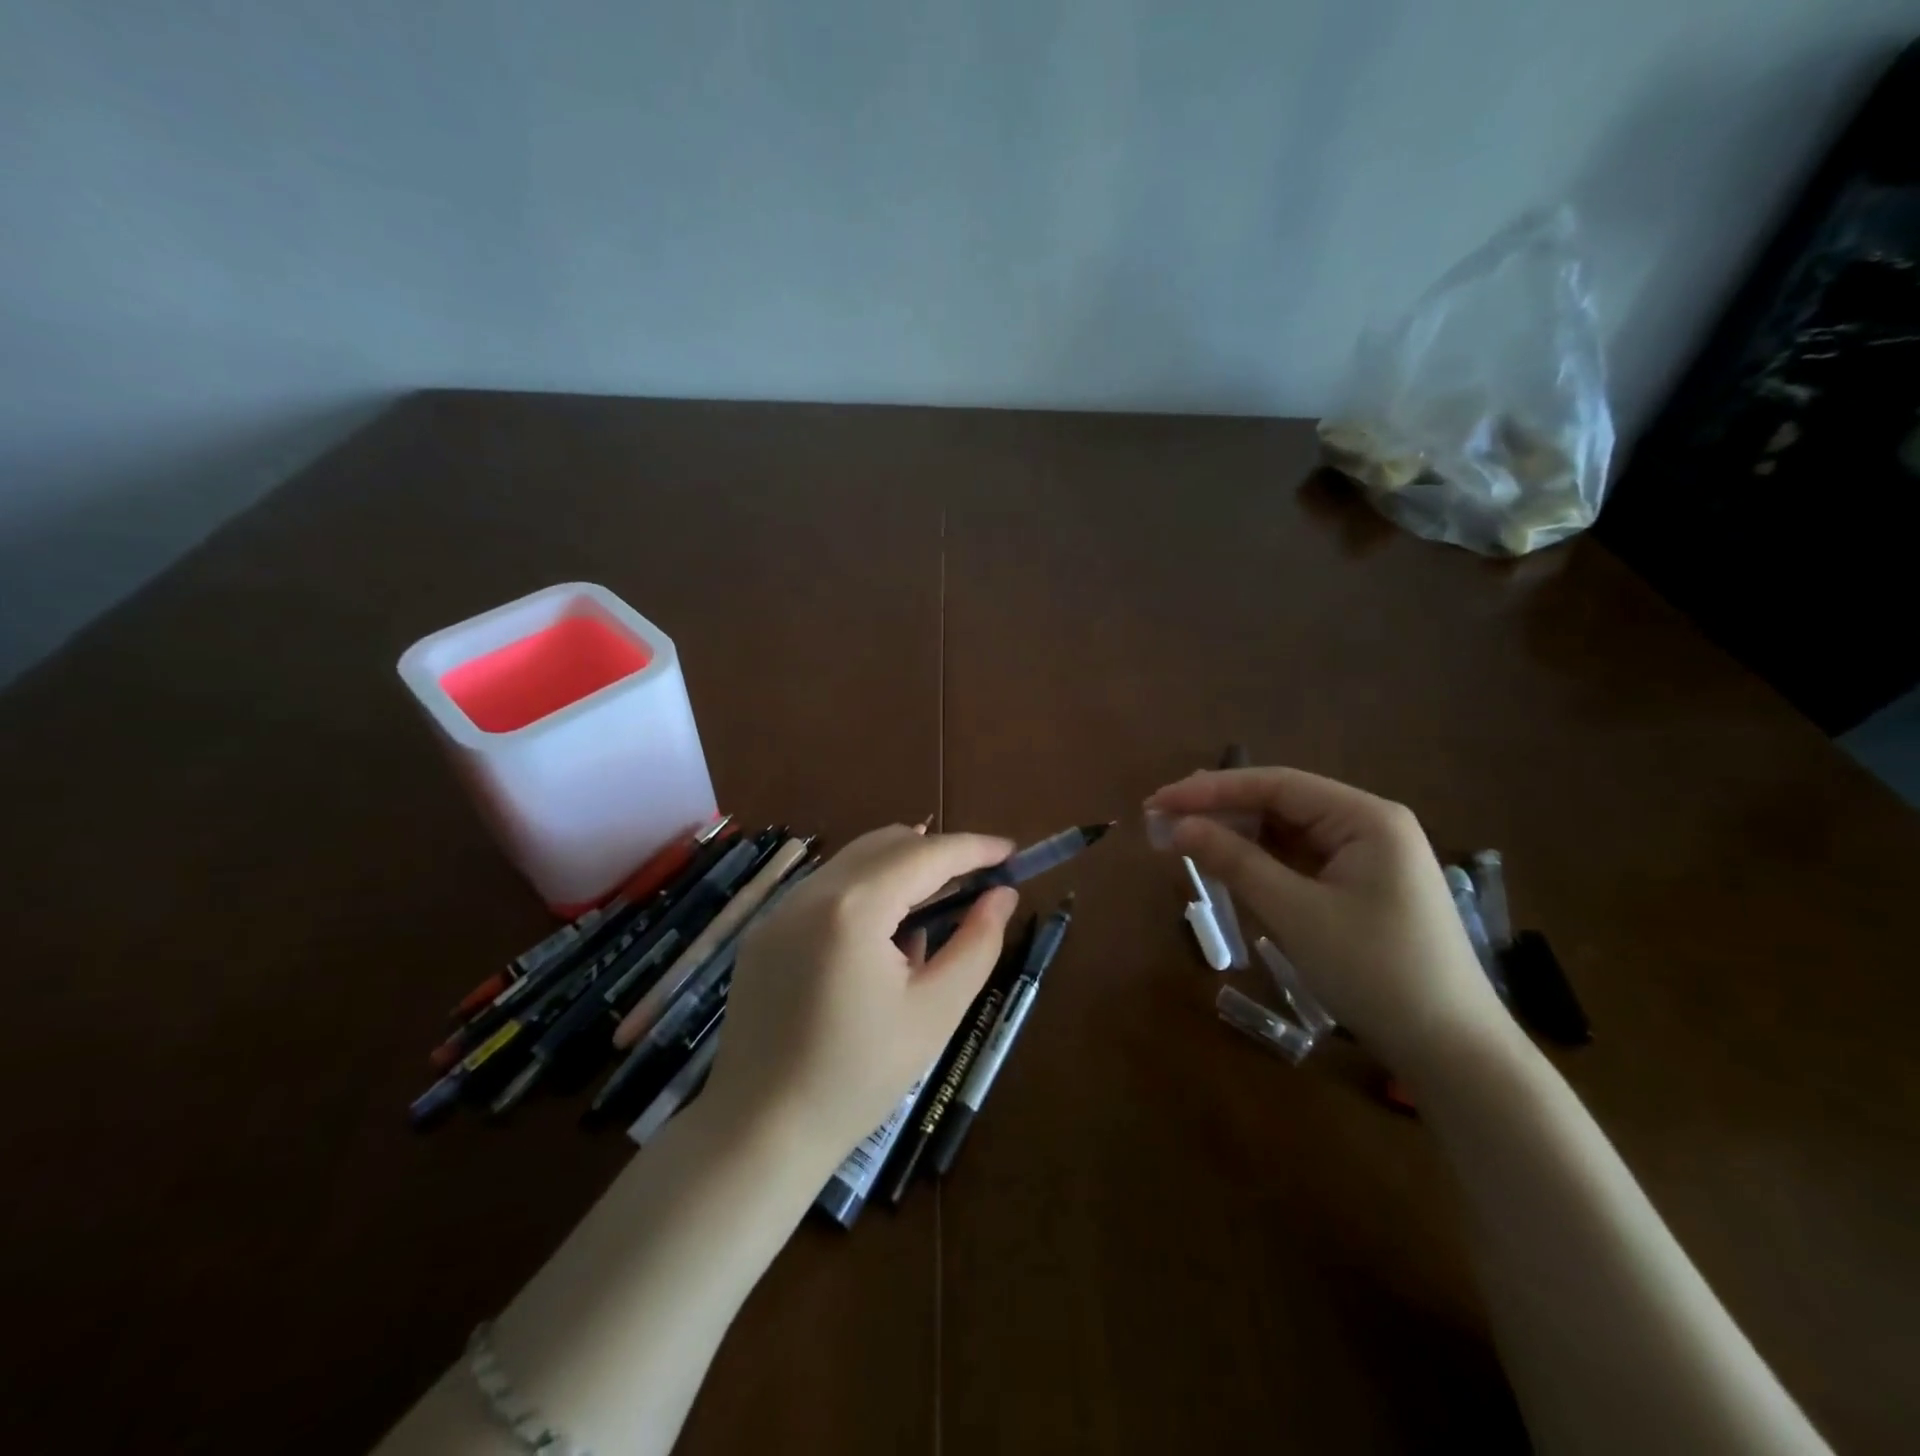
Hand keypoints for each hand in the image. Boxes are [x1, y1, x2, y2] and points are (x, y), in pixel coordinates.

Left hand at [703, 826, 1018, 1177]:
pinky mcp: (765, 931)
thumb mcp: (935, 1012)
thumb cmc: (858, 1077)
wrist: (760, 1131)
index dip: (974, 848)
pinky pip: (827, 889)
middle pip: (887, 844)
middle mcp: (811, 892)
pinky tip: (883, 941)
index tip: (1011, 851)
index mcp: (853, 908)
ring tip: (934, 912)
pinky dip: (866, 892)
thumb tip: (1003, 895)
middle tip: (976, 884)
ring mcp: (780, 909)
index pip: (926, 854)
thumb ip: (977, 944)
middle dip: (937, 853)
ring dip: (901, 871)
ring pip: (855, 862)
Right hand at [1146, 767, 1507, 1071]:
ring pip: (1287, 831)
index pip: (1275, 784)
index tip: (1159, 801)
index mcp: (1366, 817)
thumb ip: (1235, 861)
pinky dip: (1260, 861)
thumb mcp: (1296, 913)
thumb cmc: (1375, 973)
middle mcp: (1369, 825)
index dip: (1211, 789)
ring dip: (1236, 835)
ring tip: (1182, 839)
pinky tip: (1226, 864)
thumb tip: (1178, 826)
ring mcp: (1367, 857)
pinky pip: (1299, 860)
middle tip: (1161, 819)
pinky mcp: (1360, 887)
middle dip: (1220, 809)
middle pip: (1281, 802)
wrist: (1452, 1051)